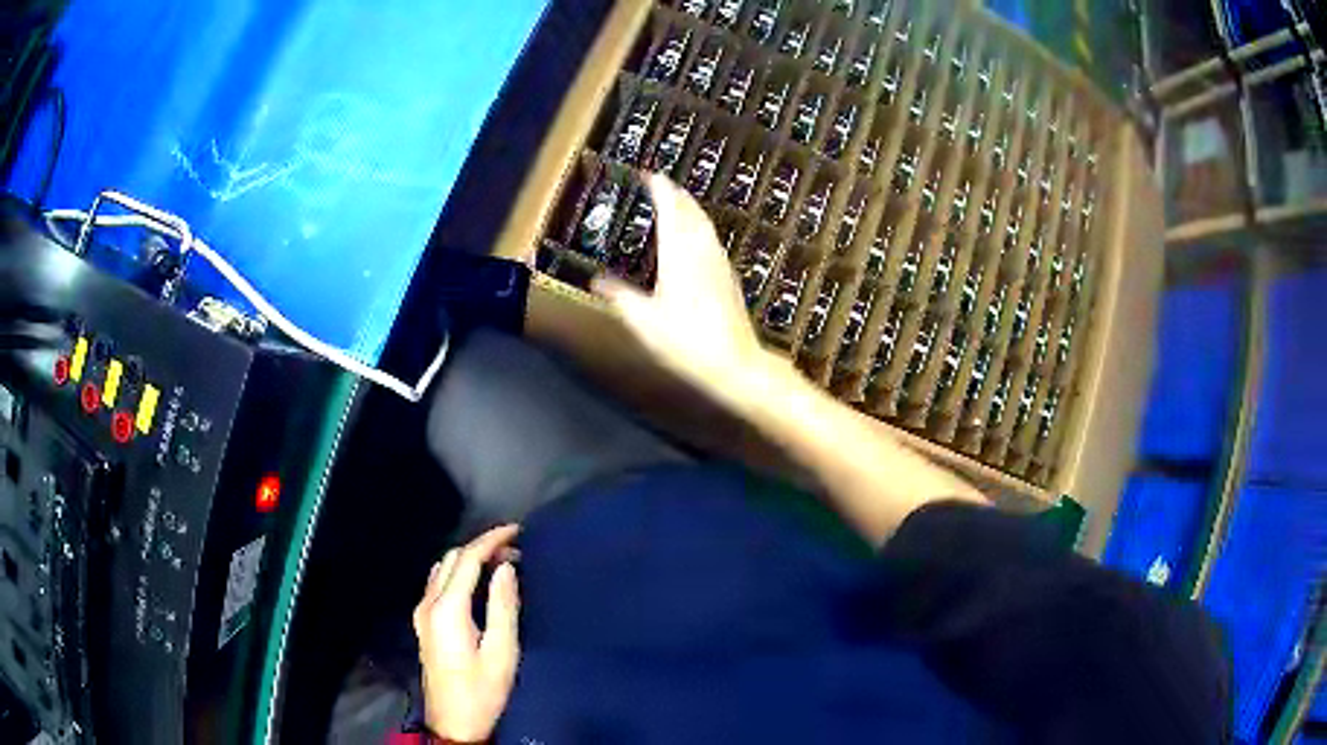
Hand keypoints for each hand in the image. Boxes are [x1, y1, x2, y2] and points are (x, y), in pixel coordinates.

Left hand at [414, 525, 520, 743]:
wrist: (452, 722)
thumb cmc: (482, 690)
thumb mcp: (502, 652)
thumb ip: (503, 607)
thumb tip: (506, 568)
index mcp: (447, 610)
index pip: (467, 559)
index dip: (491, 540)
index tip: (517, 531)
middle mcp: (428, 604)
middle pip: (451, 559)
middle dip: (481, 547)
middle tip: (515, 550)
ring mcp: (422, 613)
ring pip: (442, 569)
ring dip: (468, 558)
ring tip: (500, 562)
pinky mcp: (423, 623)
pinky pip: (438, 583)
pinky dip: (458, 572)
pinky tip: (477, 582)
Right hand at [593, 173, 767, 399]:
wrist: (735, 363)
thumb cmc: (688, 341)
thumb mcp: (644, 321)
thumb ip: (620, 296)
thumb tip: (597, 281)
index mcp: (680, 254)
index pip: (671, 210)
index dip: (661, 189)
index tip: (651, 175)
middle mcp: (702, 252)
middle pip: (692, 212)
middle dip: (677, 194)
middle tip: (664, 183)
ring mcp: (719, 264)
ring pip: (705, 225)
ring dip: (691, 208)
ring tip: (679, 203)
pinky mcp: (729, 278)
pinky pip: (712, 240)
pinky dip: (701, 228)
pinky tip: (698, 239)